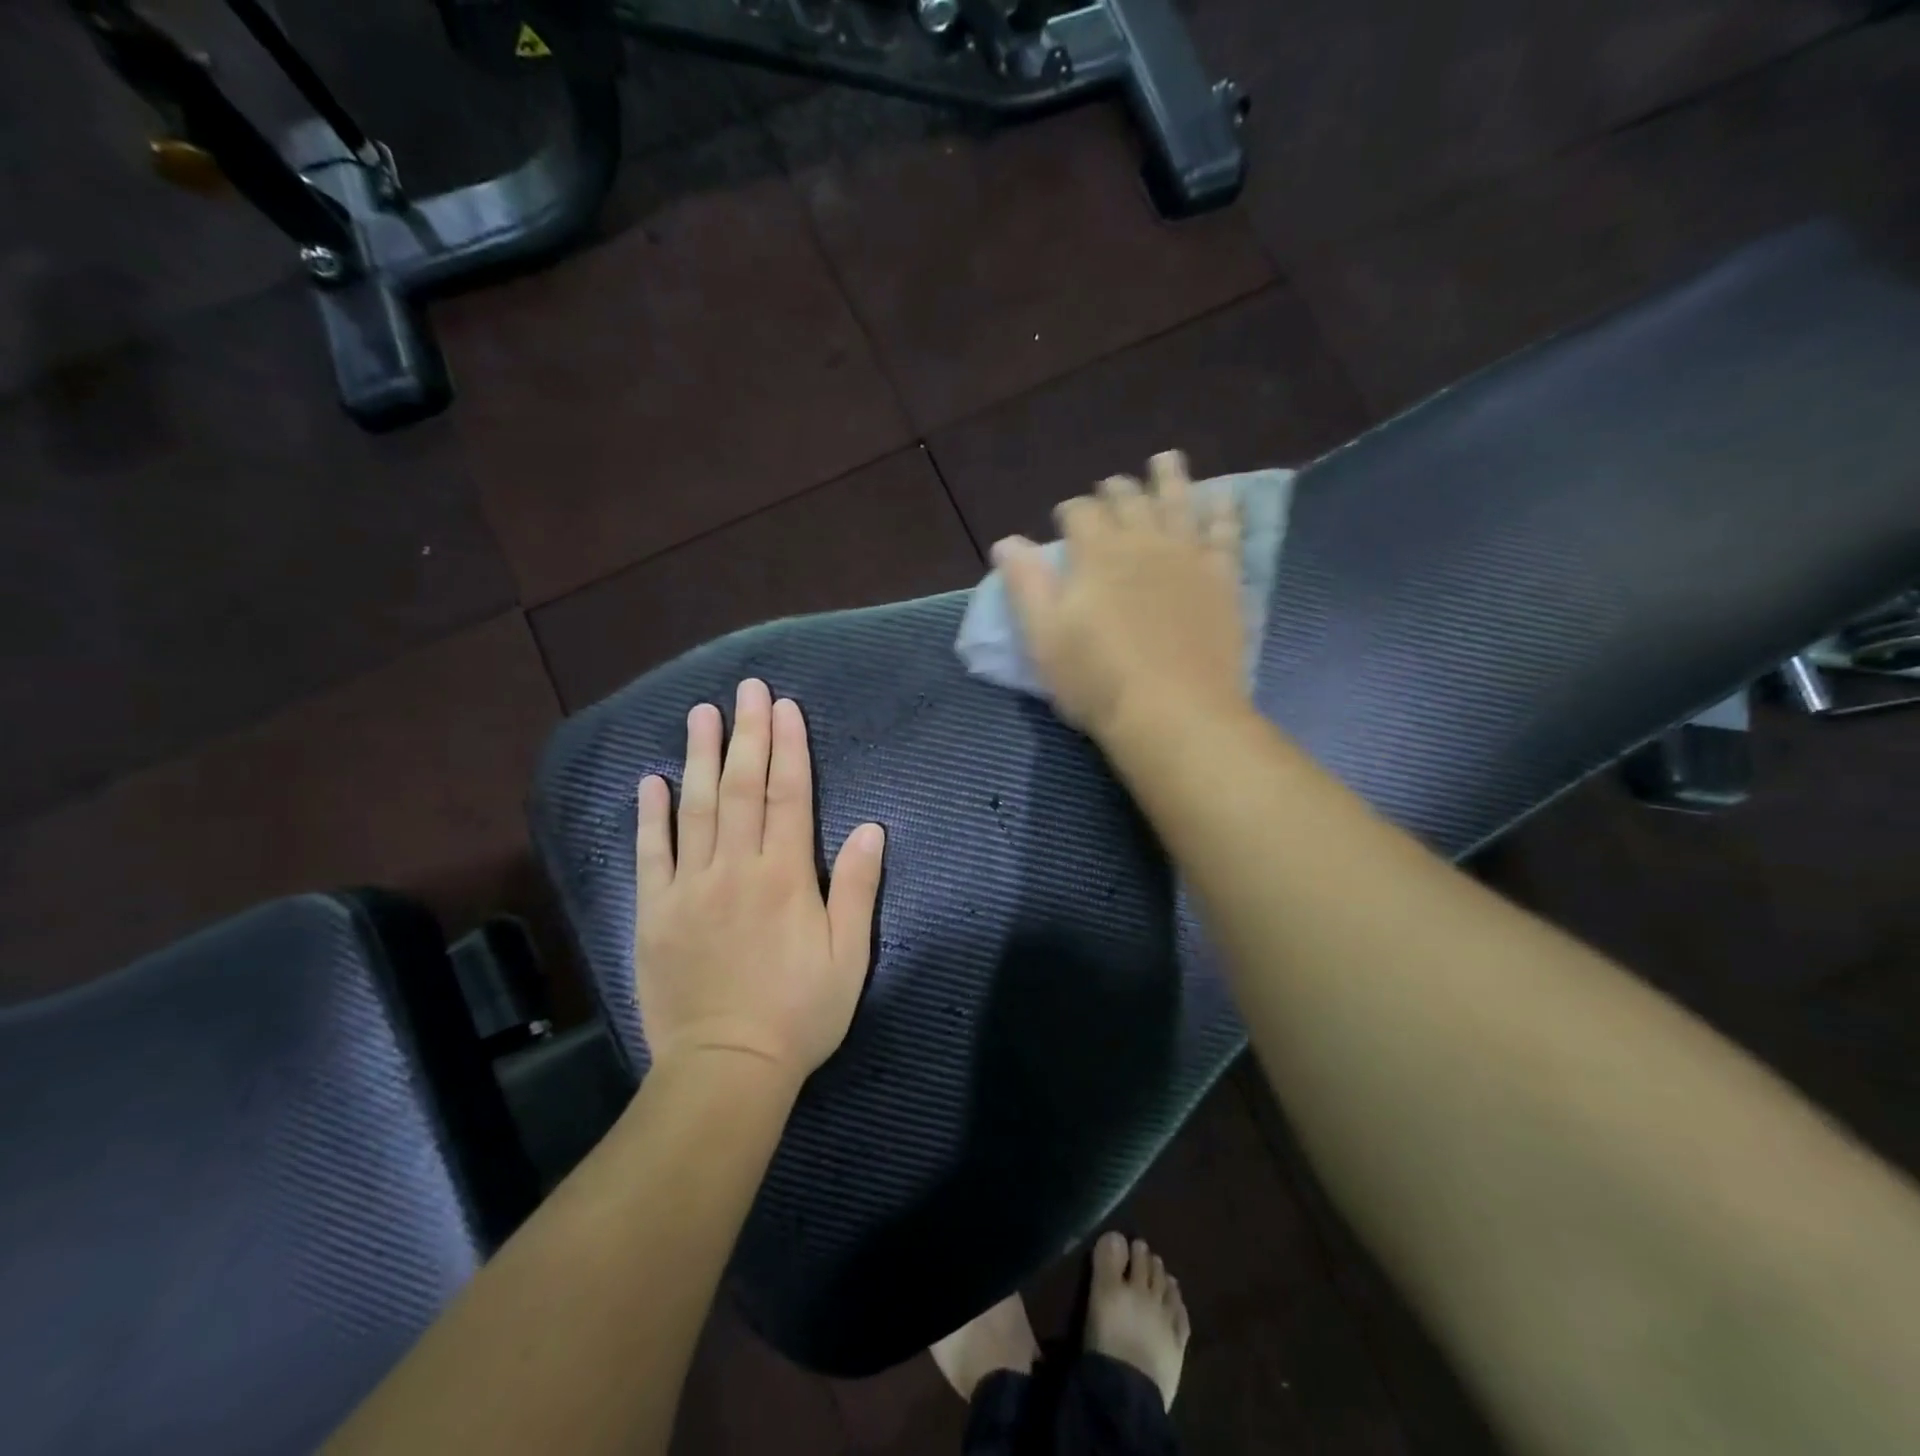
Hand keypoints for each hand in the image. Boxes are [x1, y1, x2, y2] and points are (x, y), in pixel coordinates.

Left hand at [634, 679, 885, 1086]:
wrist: (726, 1068)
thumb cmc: (798, 1013)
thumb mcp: (848, 957)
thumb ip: (856, 889)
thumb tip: (870, 828)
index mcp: (785, 876)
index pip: (788, 795)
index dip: (788, 747)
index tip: (785, 707)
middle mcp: (735, 868)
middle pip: (742, 788)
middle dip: (747, 734)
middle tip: (747, 690)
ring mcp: (689, 887)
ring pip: (696, 808)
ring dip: (700, 757)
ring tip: (701, 713)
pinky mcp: (655, 912)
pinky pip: (651, 853)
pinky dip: (651, 815)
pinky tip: (652, 781)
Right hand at [994, 450, 1245, 741]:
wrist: (1173, 713)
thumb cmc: (1097, 681)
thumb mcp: (1044, 638)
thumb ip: (1026, 585)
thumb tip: (1007, 542)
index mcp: (1096, 555)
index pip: (1080, 513)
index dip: (1070, 510)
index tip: (1065, 517)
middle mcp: (1143, 543)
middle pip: (1128, 501)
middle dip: (1115, 490)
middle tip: (1110, 487)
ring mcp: (1188, 558)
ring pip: (1177, 503)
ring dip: (1168, 479)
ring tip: (1165, 461)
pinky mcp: (1222, 580)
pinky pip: (1225, 534)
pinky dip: (1222, 512)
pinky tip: (1222, 498)